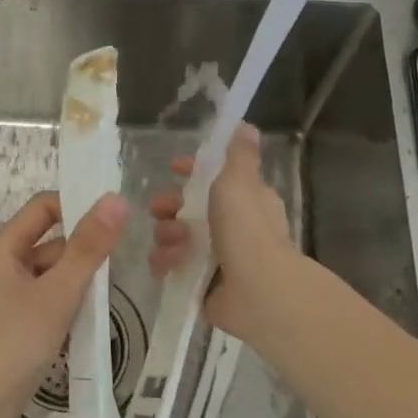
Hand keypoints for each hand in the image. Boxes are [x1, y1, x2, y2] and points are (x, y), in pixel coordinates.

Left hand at [0, 190, 128, 417]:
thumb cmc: (13, 346)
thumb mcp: (57, 293)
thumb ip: (88, 247)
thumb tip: (115, 199)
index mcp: (0, 251)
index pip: (42, 208)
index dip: (77, 206)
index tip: (115, 221)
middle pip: (48, 244)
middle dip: (82, 252)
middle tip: (122, 266)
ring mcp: (2, 302)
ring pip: (49, 278)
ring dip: (77, 284)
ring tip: (111, 298)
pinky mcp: (9, 330)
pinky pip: (43, 305)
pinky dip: (65, 308)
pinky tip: (87, 326)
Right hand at [149, 124, 295, 339]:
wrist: (257, 290)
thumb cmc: (247, 228)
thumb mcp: (240, 181)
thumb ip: (239, 154)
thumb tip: (246, 126)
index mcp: (245, 200)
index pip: (214, 179)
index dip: (191, 172)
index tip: (173, 169)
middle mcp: (232, 227)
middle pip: (188, 208)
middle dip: (170, 205)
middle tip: (160, 210)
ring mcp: (216, 257)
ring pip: (176, 237)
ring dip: (167, 235)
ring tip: (174, 243)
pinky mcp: (201, 283)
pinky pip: (172, 266)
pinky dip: (167, 262)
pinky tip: (169, 263)